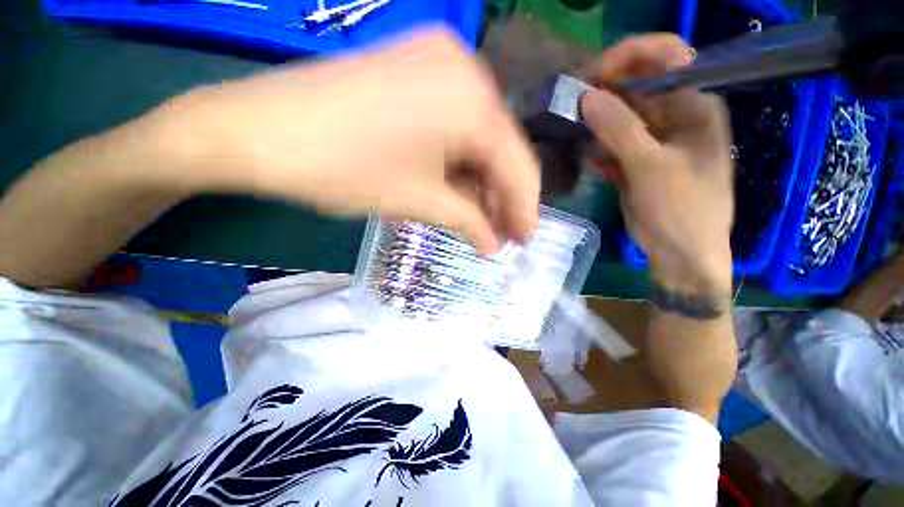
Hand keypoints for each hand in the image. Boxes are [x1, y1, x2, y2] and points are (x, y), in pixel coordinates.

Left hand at [155, 27, 539, 253]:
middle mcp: (465, 71)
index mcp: (472, 100)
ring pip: (478, 138)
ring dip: (482, 184)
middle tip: (504, 236)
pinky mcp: (416, 72)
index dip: (524, 209)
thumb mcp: (418, 201)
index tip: (524, 240)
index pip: (516, 165)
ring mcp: (439, 64)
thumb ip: (468, 222)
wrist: (257, 131)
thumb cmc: (343, 169)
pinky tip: (462, 192)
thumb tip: (493, 245)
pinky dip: (462, 163)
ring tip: (484, 222)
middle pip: (500, 150)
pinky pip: (456, 125)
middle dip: (503, 198)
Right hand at [580, 35, 733, 300]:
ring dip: (596, 121)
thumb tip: (588, 97)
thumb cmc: (681, 209)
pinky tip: (588, 159)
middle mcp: (676, 116)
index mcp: (696, 106)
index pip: (667, 57)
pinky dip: (599, 148)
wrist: (681, 253)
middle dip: (605, 90)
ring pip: (621, 116)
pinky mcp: (637, 161)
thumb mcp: (652, 167)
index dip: (632, 57)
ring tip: (573, 130)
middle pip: (638, 86)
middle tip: (572, 103)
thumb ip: (621, 130)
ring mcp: (654, 140)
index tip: (595, 74)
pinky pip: (614, 143)